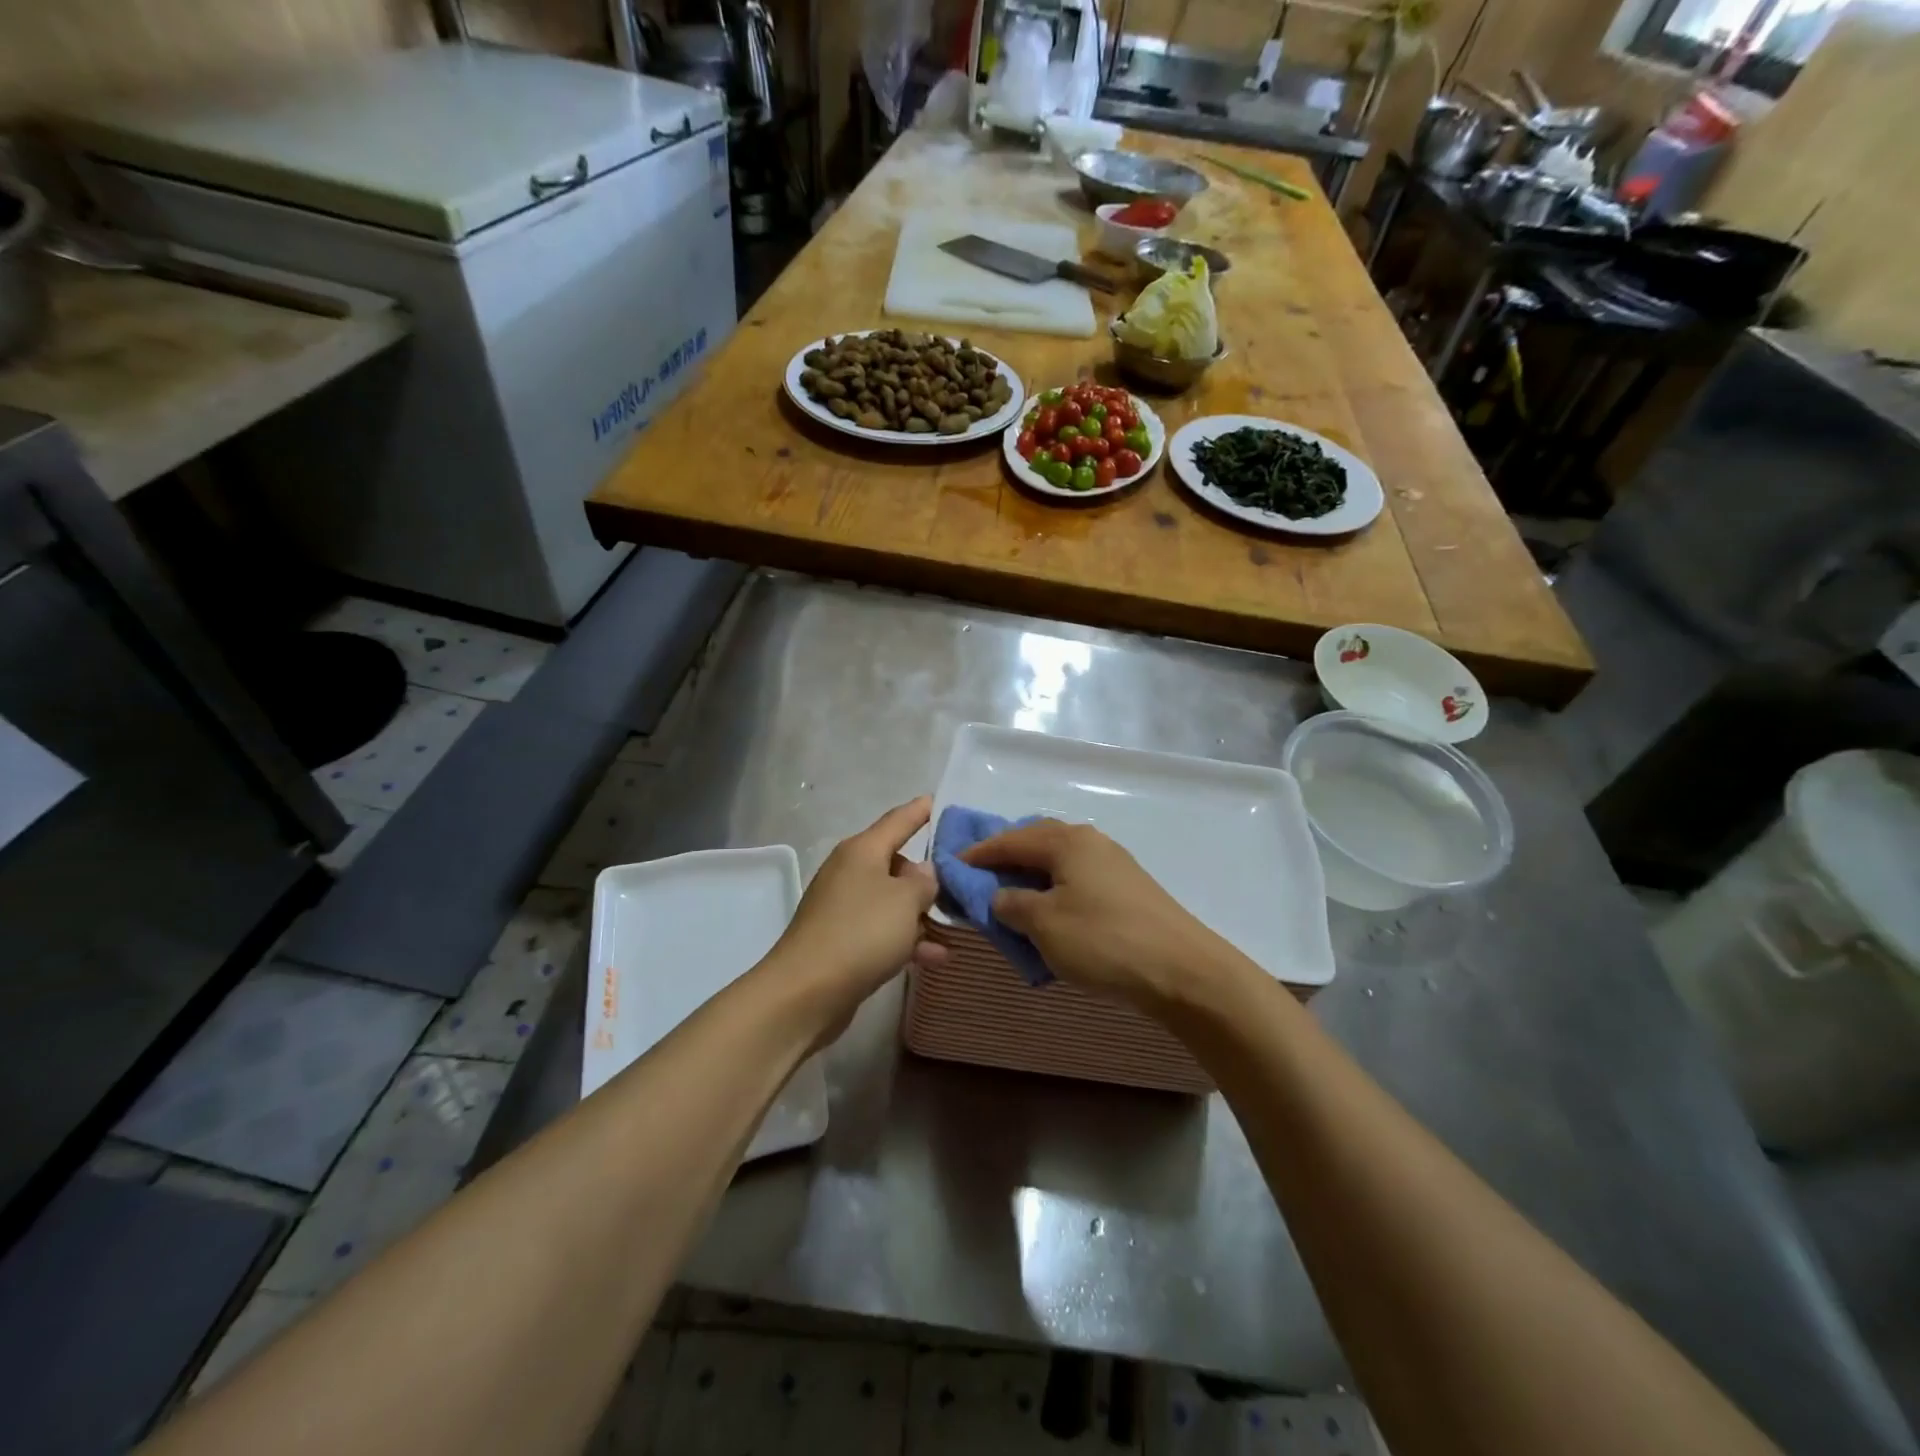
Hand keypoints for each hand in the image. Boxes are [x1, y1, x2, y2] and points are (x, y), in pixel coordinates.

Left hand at [764, 796, 947, 1043]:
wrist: (806, 991)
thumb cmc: (861, 933)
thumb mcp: (905, 901)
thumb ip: (925, 881)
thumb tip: (924, 871)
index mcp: (862, 850)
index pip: (899, 820)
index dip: (921, 810)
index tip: (941, 801)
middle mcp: (850, 871)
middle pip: (896, 863)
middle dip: (928, 874)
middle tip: (961, 883)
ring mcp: (843, 907)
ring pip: (892, 900)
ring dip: (921, 913)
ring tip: (955, 925)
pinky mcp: (841, 940)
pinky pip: (882, 930)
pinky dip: (907, 939)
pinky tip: (936, 957)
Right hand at [962, 820, 1233, 1011]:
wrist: (1182, 970)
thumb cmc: (1103, 940)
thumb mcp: (1044, 924)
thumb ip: (1011, 904)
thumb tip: (1000, 897)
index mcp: (1066, 841)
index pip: (1010, 839)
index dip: (978, 853)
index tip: (952, 865)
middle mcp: (1090, 842)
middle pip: (1036, 841)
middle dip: (1006, 857)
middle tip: (980, 878)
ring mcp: (1114, 864)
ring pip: (1059, 861)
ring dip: (1031, 875)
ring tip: (1010, 897)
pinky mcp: (1128, 889)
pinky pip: (1077, 879)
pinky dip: (1054, 890)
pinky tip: (1049, 912)